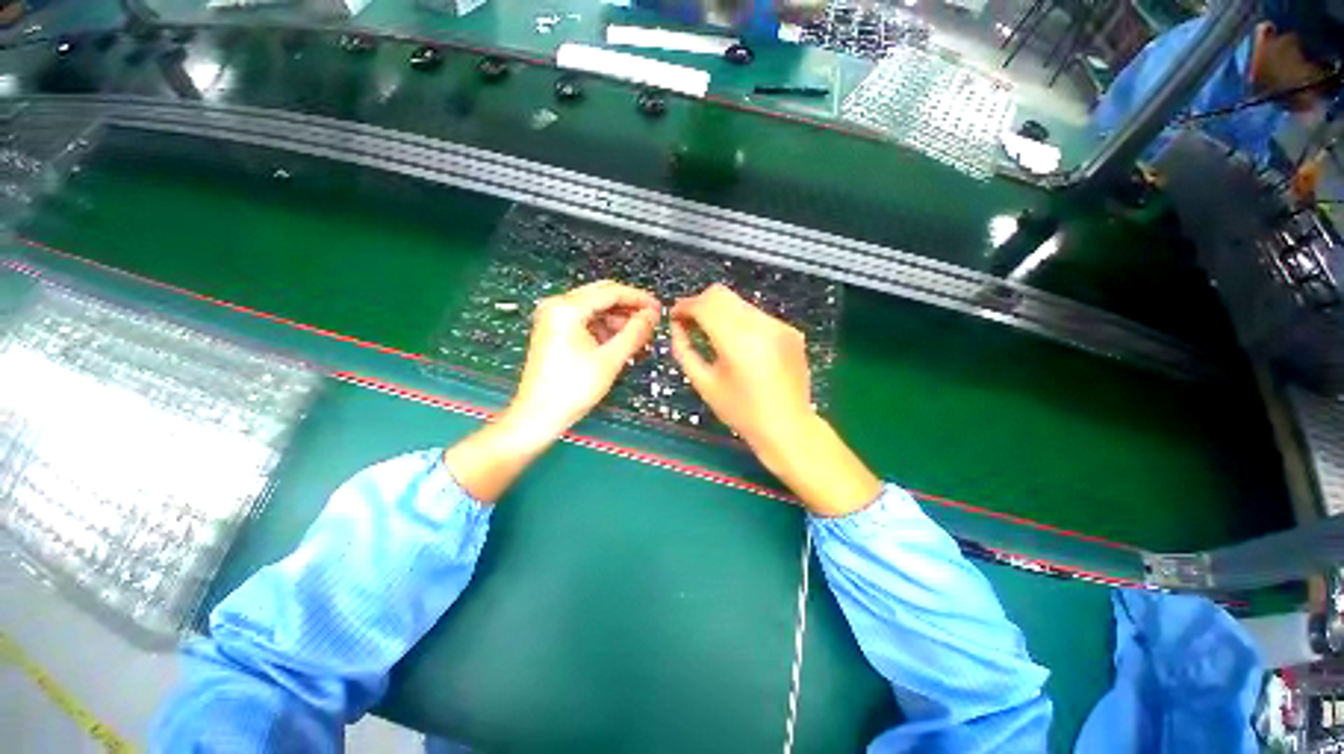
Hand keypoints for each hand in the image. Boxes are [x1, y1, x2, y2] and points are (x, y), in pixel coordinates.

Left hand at [505, 280, 659, 442]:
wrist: (538, 416)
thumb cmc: (572, 389)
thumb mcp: (610, 359)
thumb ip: (634, 332)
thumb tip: (651, 316)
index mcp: (567, 308)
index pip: (611, 292)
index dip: (638, 299)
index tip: (658, 309)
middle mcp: (557, 306)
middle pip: (602, 296)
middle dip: (629, 308)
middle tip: (651, 321)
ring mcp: (554, 318)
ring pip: (595, 309)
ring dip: (618, 320)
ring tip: (639, 336)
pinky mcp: (555, 332)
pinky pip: (586, 321)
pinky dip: (605, 329)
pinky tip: (620, 342)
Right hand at [669, 284, 813, 454]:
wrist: (788, 427)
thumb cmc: (741, 412)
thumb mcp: (704, 384)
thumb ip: (685, 351)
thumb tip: (677, 327)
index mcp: (736, 341)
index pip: (704, 305)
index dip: (685, 306)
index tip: (675, 317)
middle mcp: (760, 325)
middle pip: (721, 294)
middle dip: (701, 304)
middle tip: (691, 324)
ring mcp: (779, 325)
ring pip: (739, 303)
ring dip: (721, 313)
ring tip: (715, 336)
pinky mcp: (790, 330)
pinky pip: (757, 316)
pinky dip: (742, 323)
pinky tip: (741, 346)